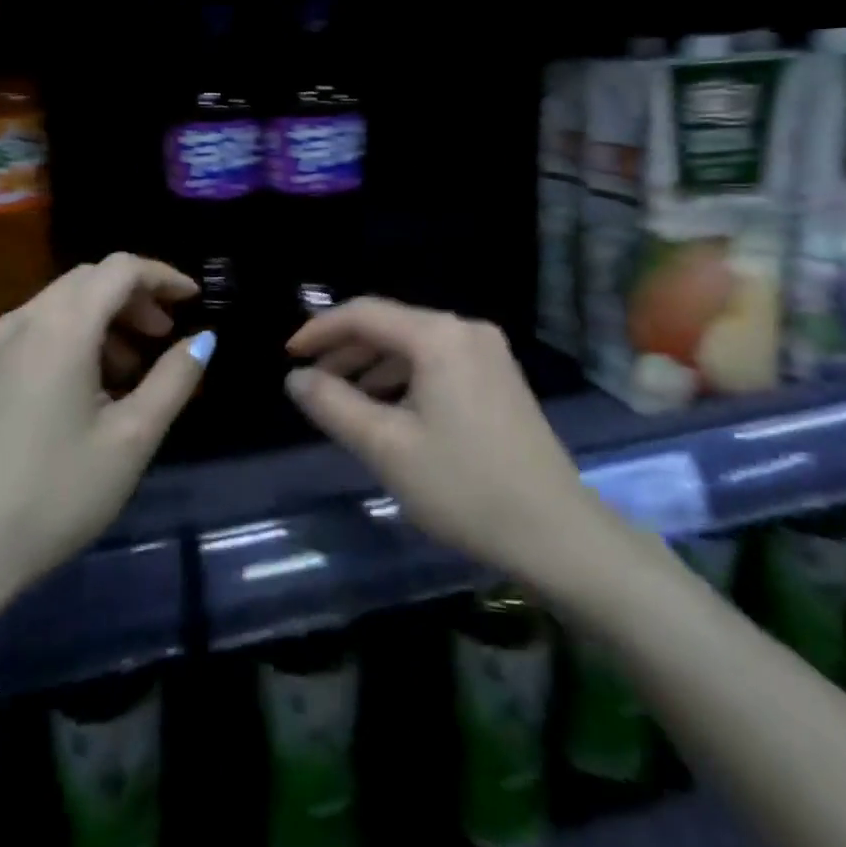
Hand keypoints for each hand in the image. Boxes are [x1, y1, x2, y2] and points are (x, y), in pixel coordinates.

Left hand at [0, 254, 211, 622]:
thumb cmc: (53, 495)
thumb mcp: (131, 440)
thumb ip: (173, 380)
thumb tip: (203, 339)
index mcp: (61, 329)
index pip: (119, 269)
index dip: (162, 275)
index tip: (193, 298)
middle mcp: (20, 325)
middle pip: (86, 282)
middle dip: (133, 297)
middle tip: (163, 335)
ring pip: (56, 308)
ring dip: (100, 321)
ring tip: (127, 371)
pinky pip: (30, 337)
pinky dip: (68, 341)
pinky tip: (79, 395)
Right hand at [286, 297, 595, 582]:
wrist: (556, 532)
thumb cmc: (464, 487)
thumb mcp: (386, 448)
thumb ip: (334, 405)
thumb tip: (296, 378)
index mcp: (439, 336)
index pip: (365, 313)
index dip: (321, 330)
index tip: (289, 356)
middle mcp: (466, 329)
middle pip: (392, 324)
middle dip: (347, 349)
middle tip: (312, 381)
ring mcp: (489, 352)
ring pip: (415, 344)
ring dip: (374, 365)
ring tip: (343, 398)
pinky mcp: (500, 376)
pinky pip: (438, 361)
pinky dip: (405, 377)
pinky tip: (389, 409)